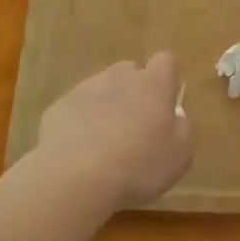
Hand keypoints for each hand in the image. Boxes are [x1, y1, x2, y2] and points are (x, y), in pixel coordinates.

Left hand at [35, 53, 191, 209]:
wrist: (74, 179)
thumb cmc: (138, 166)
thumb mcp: (179, 155)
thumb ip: (182, 128)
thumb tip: (175, 118)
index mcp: (153, 85)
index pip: (166, 61)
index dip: (167, 79)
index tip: (166, 103)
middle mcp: (119, 78)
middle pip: (130, 71)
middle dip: (133, 91)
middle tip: (135, 125)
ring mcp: (84, 90)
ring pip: (100, 88)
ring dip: (105, 106)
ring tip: (103, 142)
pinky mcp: (57, 108)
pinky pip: (75, 108)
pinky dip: (79, 122)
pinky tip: (78, 152)